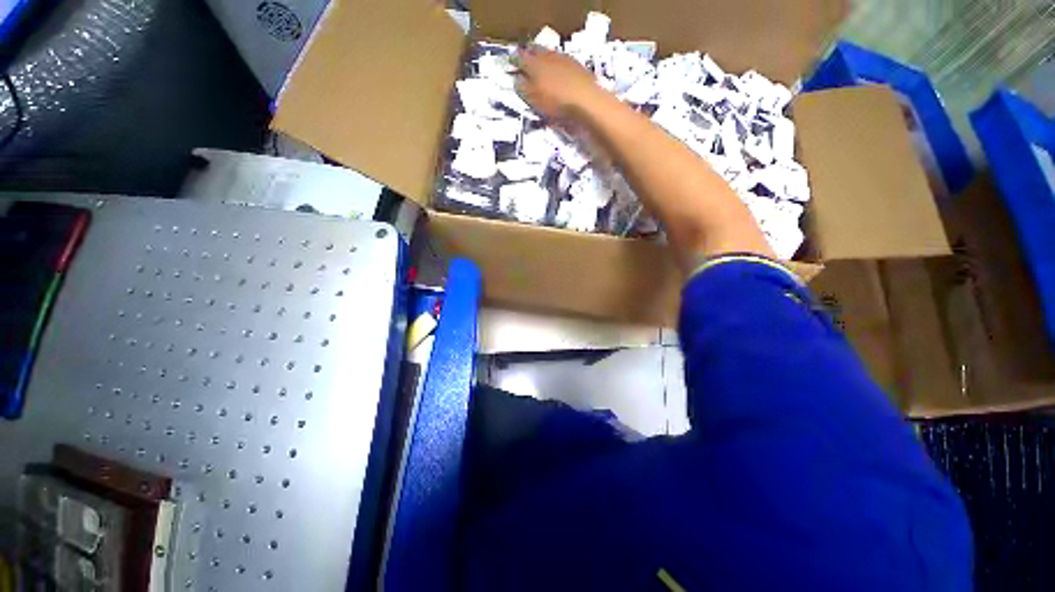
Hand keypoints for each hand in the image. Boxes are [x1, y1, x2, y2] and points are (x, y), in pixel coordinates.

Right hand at [515, 46, 605, 125]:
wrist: (586, 101)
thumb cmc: (556, 104)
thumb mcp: (533, 100)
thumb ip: (522, 88)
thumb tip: (517, 79)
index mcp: (533, 64)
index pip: (519, 59)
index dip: (514, 61)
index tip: (510, 63)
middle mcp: (547, 56)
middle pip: (534, 50)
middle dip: (528, 53)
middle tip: (524, 57)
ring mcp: (563, 58)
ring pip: (548, 53)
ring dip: (542, 56)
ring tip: (539, 62)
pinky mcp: (576, 65)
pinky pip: (561, 60)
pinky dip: (555, 63)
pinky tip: (556, 70)